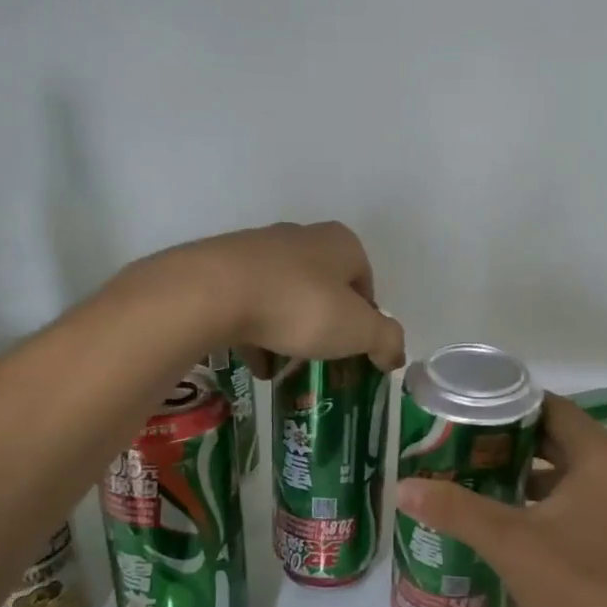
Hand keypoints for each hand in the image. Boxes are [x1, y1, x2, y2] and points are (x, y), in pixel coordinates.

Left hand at [142, 222, 406, 371]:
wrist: (212, 293)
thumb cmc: (299, 306)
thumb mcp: (359, 330)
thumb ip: (386, 340)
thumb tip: (394, 354)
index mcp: (341, 243)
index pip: (366, 285)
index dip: (365, 322)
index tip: (355, 352)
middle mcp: (302, 237)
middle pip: (325, 290)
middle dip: (325, 328)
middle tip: (321, 361)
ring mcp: (258, 249)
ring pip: (285, 298)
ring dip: (289, 333)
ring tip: (284, 369)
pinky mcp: (222, 267)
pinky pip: (250, 304)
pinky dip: (257, 333)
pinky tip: (255, 362)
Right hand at [394, 396, 606, 606]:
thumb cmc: (581, 590)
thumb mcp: (511, 545)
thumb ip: (456, 510)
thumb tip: (403, 487)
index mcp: (604, 455)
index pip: (550, 408)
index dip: (507, 408)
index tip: (467, 417)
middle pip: (562, 437)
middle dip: (514, 443)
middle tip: (465, 449)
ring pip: (576, 470)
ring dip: (533, 473)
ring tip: (483, 480)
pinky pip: (591, 495)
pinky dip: (556, 498)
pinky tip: (520, 518)